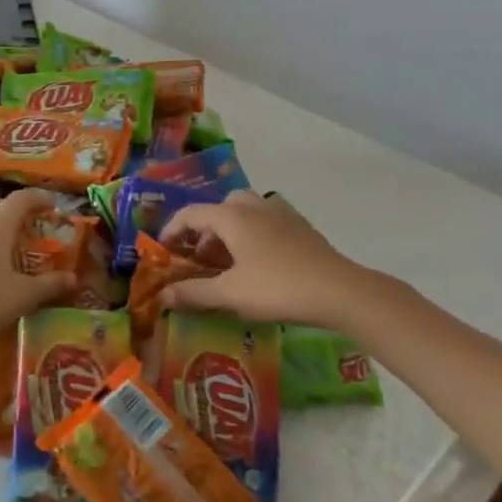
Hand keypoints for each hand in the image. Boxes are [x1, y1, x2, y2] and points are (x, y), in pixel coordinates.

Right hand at [159, 191, 372, 327]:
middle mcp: (254, 206)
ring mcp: (281, 214)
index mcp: (232, 216)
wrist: (339, 291)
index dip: (171, 231)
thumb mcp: (230, 294)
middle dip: (204, 232)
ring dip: (229, 233)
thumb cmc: (277, 288)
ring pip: (244, 213)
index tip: (163, 253)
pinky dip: (252, 236)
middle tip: (201, 261)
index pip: (190, 214)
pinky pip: (266, 222)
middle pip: (219, 208)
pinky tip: (259, 265)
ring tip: (228, 264)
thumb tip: (162, 295)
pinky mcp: (300, 227)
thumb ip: (193, 293)